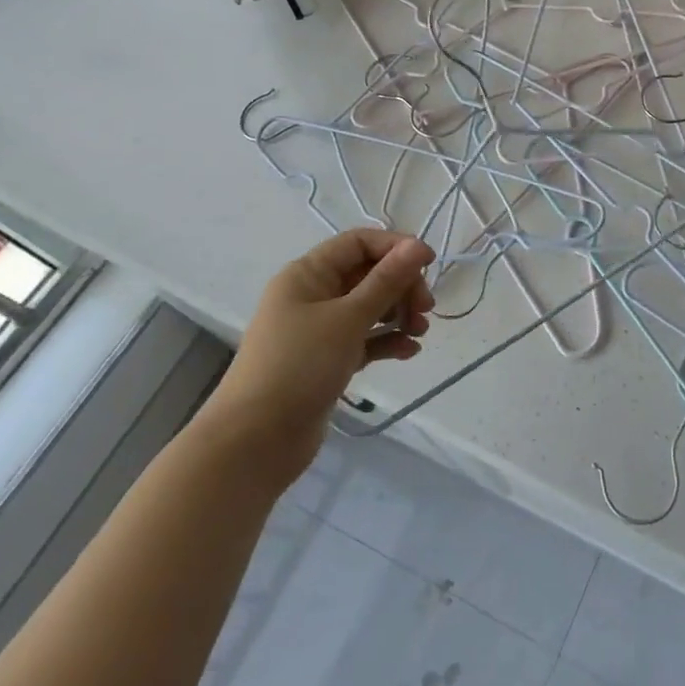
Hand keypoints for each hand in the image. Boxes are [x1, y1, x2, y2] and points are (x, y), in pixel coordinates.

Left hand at [198, 230, 435, 480]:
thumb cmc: (300, 366)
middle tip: (425, 309)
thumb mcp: (348, 318)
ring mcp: (319, 330)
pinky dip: (387, 341)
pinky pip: (364, 339)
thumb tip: (417, 245)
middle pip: (368, 274)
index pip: (358, 243)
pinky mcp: (327, 361)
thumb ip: (386, 281)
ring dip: (398, 314)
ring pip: (369, 308)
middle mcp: (312, 295)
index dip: (395, 247)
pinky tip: (409, 352)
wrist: (255, 442)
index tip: (429, 264)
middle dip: (401, 286)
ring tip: (419, 332)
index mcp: (308, 274)